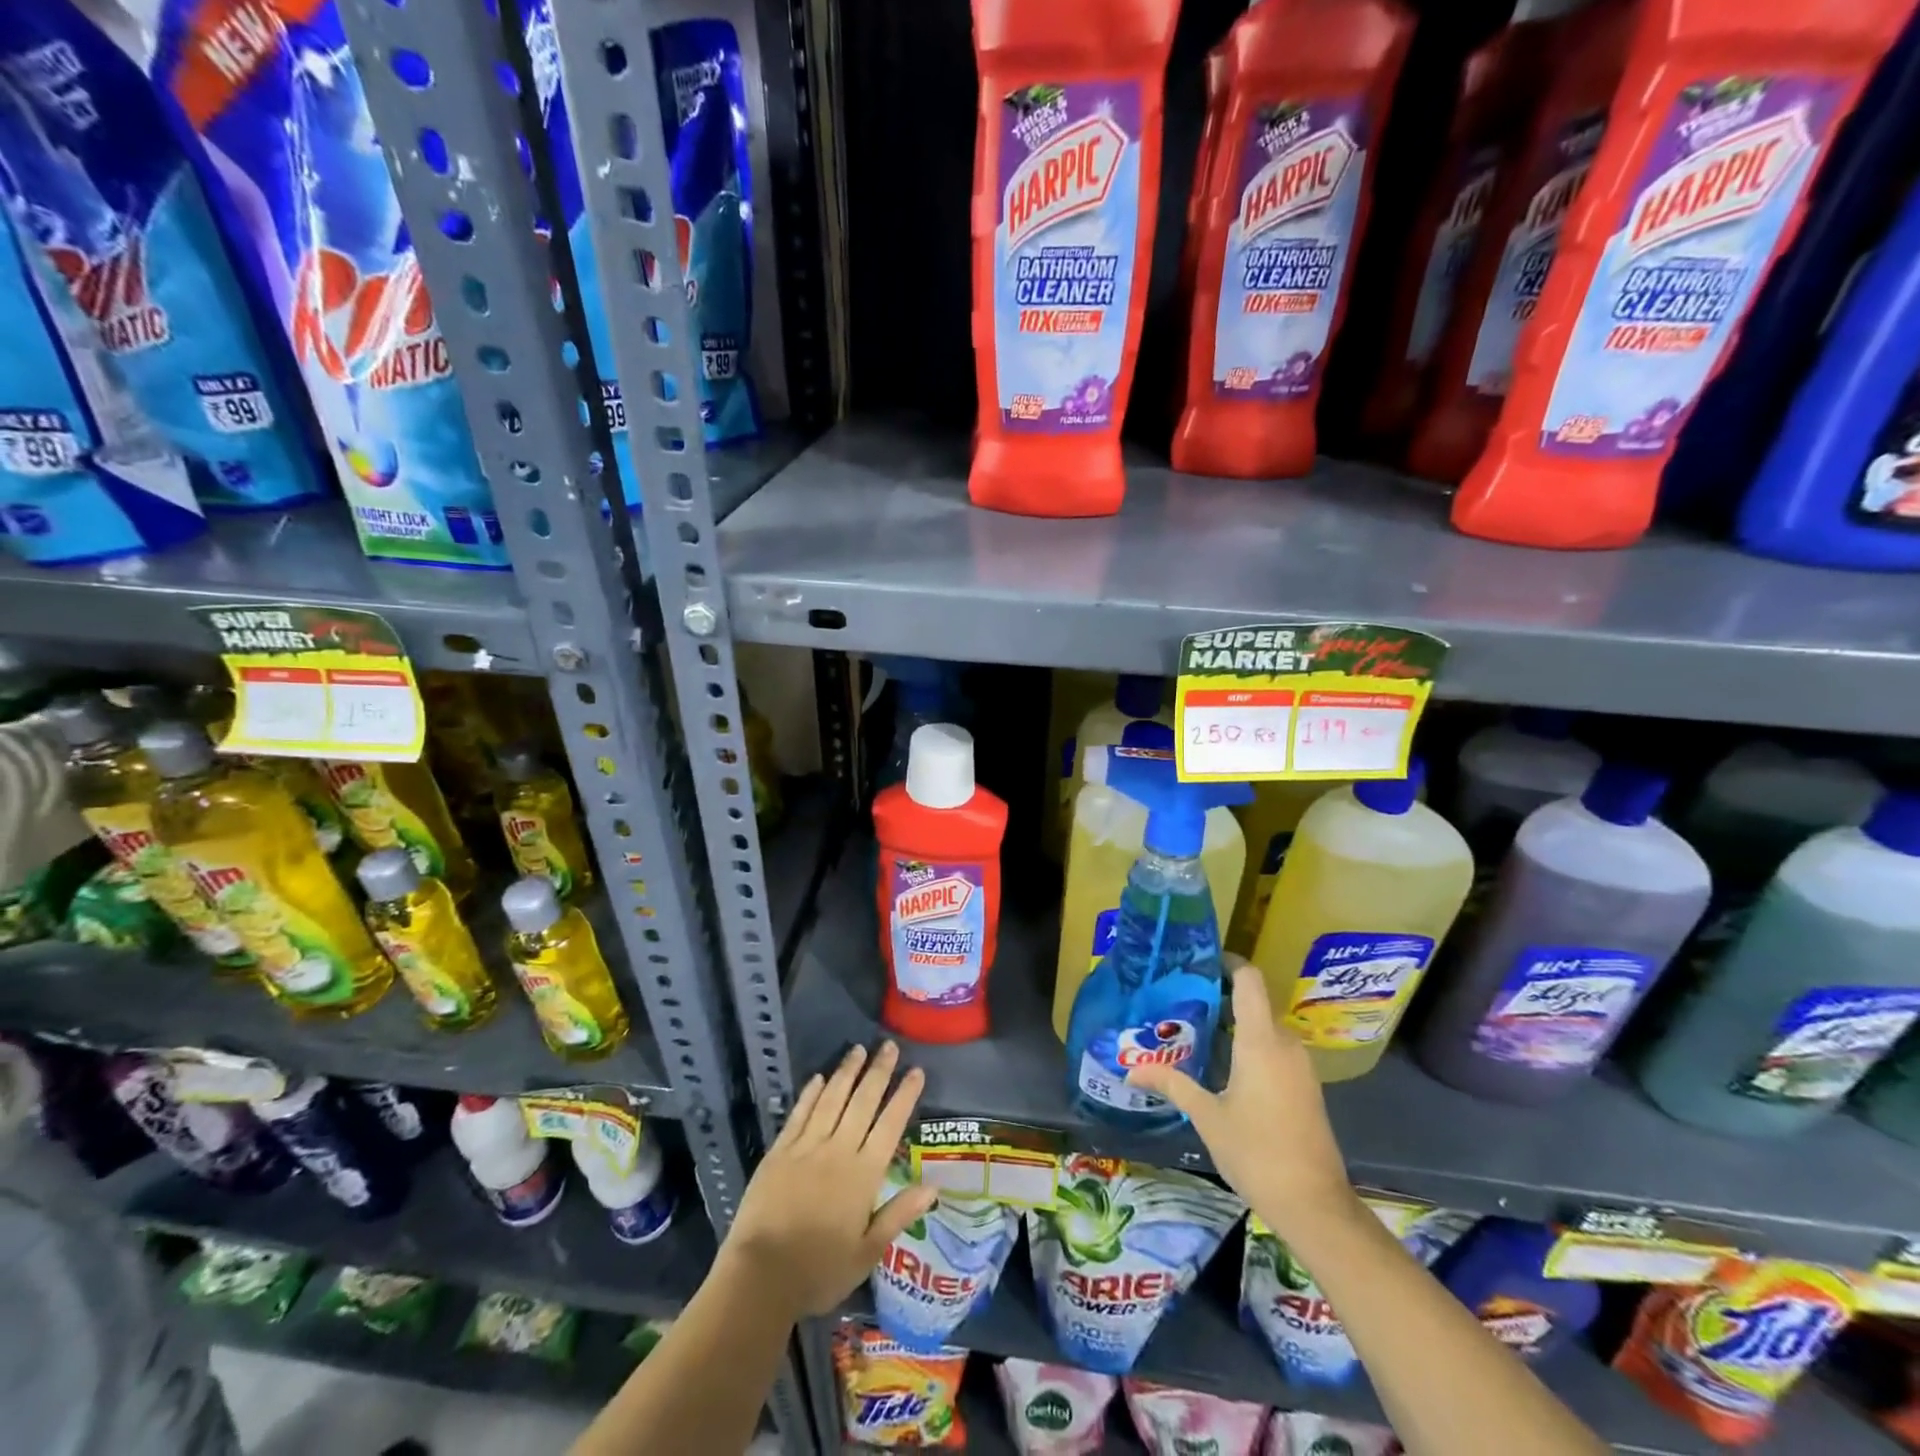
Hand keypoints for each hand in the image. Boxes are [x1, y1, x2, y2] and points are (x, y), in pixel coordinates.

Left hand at [722, 1041, 937, 1319]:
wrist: (760, 1277)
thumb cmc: (819, 1271)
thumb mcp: (867, 1253)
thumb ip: (899, 1214)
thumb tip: (933, 1187)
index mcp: (863, 1174)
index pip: (890, 1125)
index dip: (904, 1096)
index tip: (916, 1071)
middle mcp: (838, 1151)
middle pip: (863, 1102)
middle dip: (878, 1072)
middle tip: (889, 1045)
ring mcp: (807, 1147)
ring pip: (832, 1100)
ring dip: (846, 1073)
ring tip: (858, 1049)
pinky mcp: (780, 1151)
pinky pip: (799, 1114)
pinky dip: (811, 1094)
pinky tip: (819, 1078)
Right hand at [1126, 964, 1356, 1236]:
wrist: (1315, 1205)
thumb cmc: (1257, 1153)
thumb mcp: (1207, 1117)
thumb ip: (1172, 1084)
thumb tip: (1130, 1070)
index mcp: (1261, 1041)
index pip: (1249, 980)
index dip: (1228, 964)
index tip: (1200, 964)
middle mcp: (1285, 1044)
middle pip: (1254, 1003)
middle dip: (1220, 999)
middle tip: (1182, 1005)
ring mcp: (1300, 1066)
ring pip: (1264, 1029)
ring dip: (1235, 1026)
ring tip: (1197, 1035)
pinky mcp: (1306, 1086)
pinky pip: (1275, 1050)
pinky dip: (1251, 1048)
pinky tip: (1224, 1068)